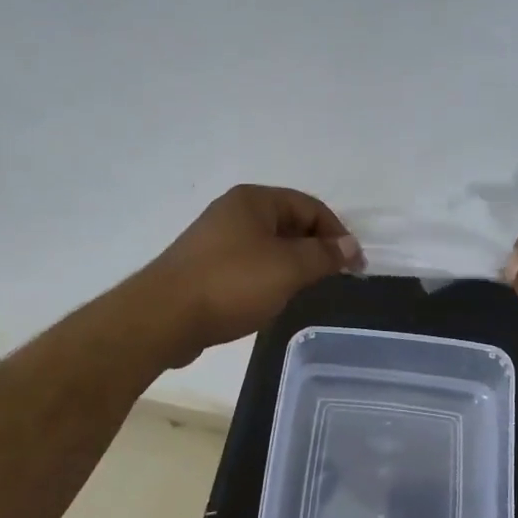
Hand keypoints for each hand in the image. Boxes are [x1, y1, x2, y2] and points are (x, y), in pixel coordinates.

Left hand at [142, 185, 360, 363]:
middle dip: (315, 249)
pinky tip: (270, 300)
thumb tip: (351, 246)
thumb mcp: (288, 267)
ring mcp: (215, 240)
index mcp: (254, 200)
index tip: (354, 265)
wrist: (164, 317)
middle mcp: (233, 212)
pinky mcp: (204, 267)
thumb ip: (324, 255)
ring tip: (304, 291)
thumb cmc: (232, 284)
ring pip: (269, 247)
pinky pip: (248, 266)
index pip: (309, 206)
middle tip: (332, 279)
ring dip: (292, 265)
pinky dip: (267, 278)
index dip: (337, 233)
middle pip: (289, 223)